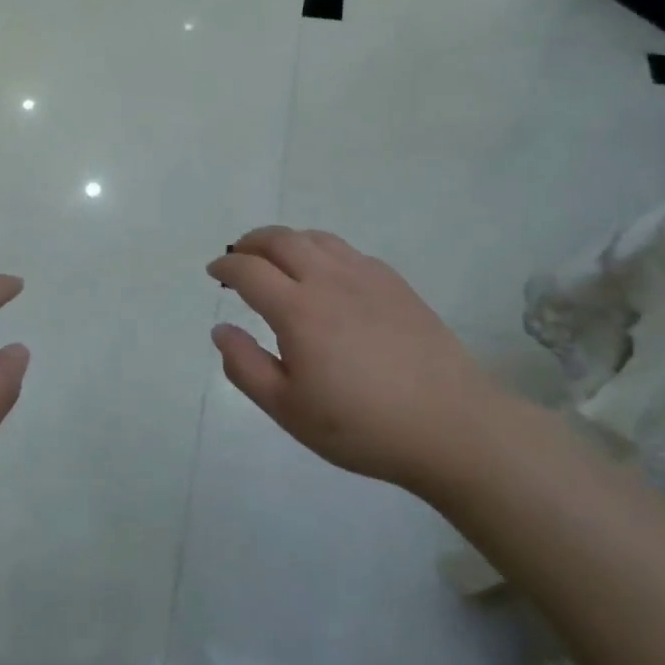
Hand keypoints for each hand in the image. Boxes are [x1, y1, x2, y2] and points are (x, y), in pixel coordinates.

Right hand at [208, 227, 516, 495]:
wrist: (450, 426)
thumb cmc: (361, 425)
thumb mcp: (288, 410)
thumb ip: (245, 366)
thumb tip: (220, 329)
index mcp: (298, 310)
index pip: (249, 271)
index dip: (226, 267)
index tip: (214, 272)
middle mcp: (329, 280)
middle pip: (281, 239)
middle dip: (251, 242)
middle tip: (238, 255)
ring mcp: (367, 277)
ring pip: (316, 238)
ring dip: (287, 240)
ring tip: (277, 259)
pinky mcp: (396, 284)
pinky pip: (348, 251)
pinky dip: (322, 251)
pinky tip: (327, 275)